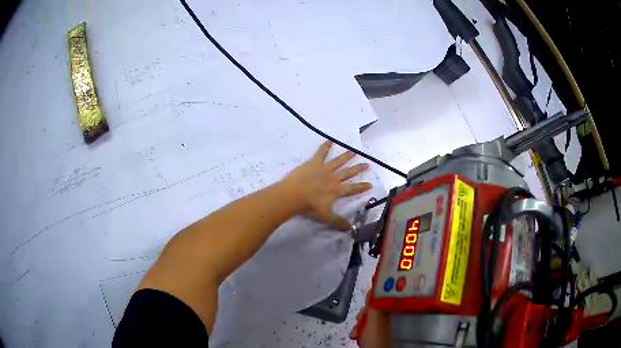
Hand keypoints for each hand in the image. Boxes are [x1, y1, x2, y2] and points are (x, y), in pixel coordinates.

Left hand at [282, 142, 372, 229]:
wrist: (294, 195)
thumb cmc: (309, 207)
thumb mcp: (325, 217)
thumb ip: (338, 222)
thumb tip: (350, 229)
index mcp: (337, 190)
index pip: (352, 189)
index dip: (361, 186)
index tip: (370, 184)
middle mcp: (334, 178)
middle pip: (348, 173)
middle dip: (358, 169)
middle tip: (367, 164)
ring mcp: (325, 168)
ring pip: (339, 161)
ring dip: (347, 156)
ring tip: (354, 151)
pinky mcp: (314, 162)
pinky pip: (321, 152)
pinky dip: (326, 146)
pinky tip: (330, 140)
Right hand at [349, 293, 391, 347]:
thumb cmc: (376, 339)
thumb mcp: (374, 320)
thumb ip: (374, 305)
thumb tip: (374, 287)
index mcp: (390, 312)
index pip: (383, 298)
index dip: (372, 297)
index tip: (365, 300)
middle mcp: (387, 318)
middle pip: (373, 309)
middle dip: (363, 314)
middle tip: (358, 320)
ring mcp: (381, 326)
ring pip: (368, 319)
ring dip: (359, 324)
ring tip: (355, 333)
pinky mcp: (375, 335)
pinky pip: (365, 328)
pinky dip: (359, 330)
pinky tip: (356, 336)